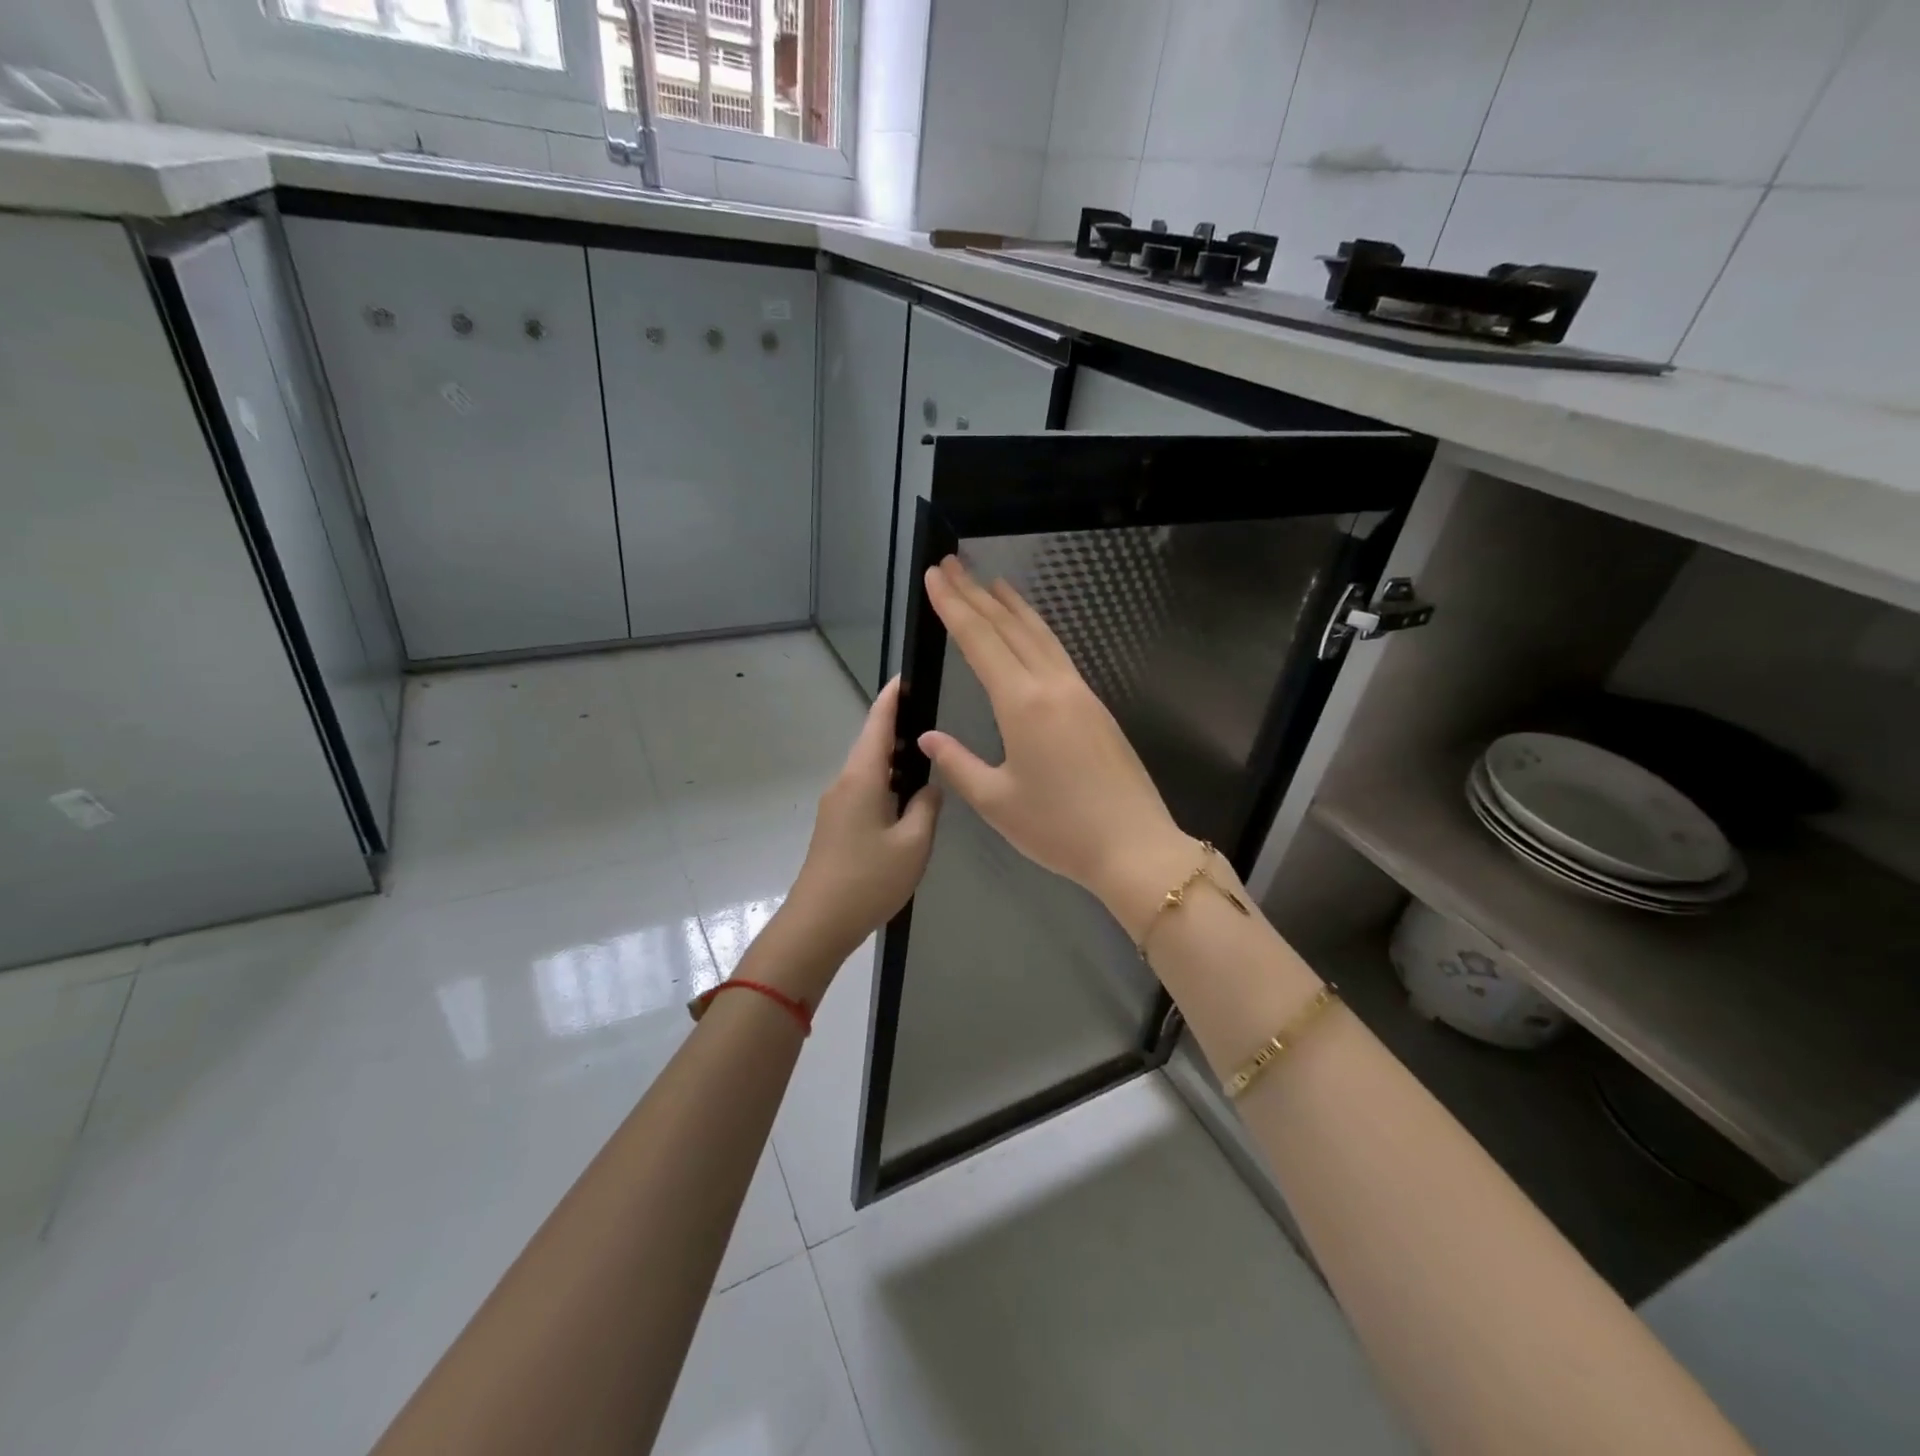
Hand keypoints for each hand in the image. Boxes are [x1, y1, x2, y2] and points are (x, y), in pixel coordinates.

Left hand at [779, 677, 941, 986]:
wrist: (818, 924)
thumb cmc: (868, 880)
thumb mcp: (913, 844)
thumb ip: (927, 807)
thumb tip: (929, 787)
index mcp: (861, 778)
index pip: (877, 724)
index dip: (892, 698)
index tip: (906, 676)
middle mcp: (844, 784)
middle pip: (873, 745)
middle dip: (899, 728)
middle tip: (934, 716)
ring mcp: (836, 806)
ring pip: (870, 771)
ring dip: (896, 760)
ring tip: (930, 756)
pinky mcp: (836, 826)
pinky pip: (866, 792)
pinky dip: (888, 785)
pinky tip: (909, 798)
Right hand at [918, 556, 1193, 936]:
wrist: (1134, 846)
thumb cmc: (1060, 828)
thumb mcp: (997, 802)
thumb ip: (958, 764)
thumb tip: (928, 738)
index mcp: (1022, 704)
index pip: (980, 641)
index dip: (954, 606)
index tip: (934, 575)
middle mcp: (1052, 686)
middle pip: (1009, 627)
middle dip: (977, 594)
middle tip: (952, 564)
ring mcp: (1079, 693)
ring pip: (1040, 635)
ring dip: (1011, 606)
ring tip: (991, 582)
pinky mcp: (1095, 707)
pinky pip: (1058, 653)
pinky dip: (1036, 631)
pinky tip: (1030, 632)